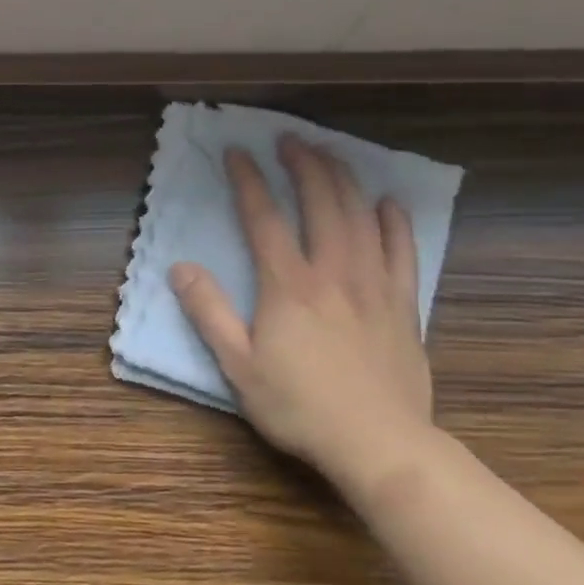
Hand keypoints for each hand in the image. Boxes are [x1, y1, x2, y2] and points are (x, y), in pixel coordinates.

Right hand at [170, 138, 434, 487]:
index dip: (248, 181)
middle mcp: (333, 273)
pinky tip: (388, 203)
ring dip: (345, 180)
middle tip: (290, 140)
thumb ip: (208, 313)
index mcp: (288, 286)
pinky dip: (395, 223)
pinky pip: (403, 253)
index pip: (263, 218)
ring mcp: (374, 286)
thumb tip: (180, 268)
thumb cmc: (299, 407)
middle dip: (304, 165)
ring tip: (331, 154)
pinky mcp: (403, 306)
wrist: (379, 444)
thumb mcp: (238, 366)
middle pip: (321, 203)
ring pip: (362, 218)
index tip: (236, 152)